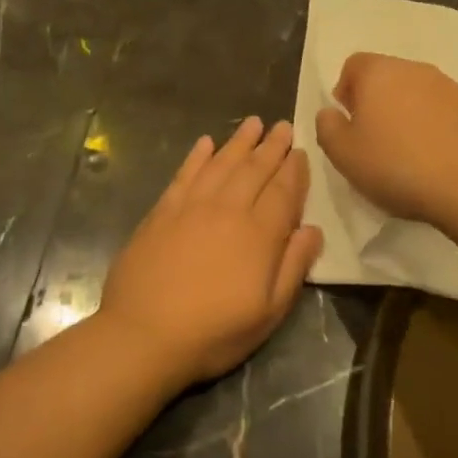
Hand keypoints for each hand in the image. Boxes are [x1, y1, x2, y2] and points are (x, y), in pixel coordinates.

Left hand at [97, 117, 322, 388]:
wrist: (143, 335)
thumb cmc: (213, 332)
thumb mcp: (268, 313)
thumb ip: (293, 267)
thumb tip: (313, 229)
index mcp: (259, 234)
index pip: (283, 192)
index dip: (294, 171)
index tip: (301, 152)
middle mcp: (228, 210)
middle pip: (255, 169)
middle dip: (272, 146)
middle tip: (283, 126)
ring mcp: (192, 206)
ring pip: (222, 164)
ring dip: (239, 142)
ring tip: (253, 123)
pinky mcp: (163, 211)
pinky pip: (185, 174)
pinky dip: (197, 156)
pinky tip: (205, 142)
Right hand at [314, 54, 457, 225]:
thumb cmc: (396, 166)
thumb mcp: (343, 154)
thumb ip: (327, 127)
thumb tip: (331, 112)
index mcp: (379, 72)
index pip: (354, 65)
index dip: (346, 91)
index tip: (349, 124)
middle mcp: (415, 69)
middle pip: (387, 77)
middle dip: (376, 103)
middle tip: (374, 141)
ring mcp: (449, 86)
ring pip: (416, 93)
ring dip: (407, 114)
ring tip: (406, 153)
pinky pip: (443, 111)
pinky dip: (434, 127)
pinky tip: (435, 159)